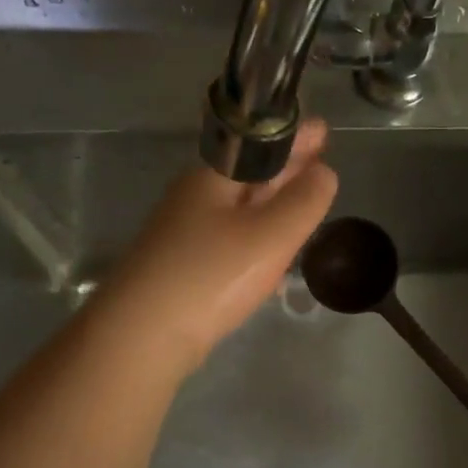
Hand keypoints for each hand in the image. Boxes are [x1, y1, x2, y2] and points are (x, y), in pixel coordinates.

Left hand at [98, 120, 337, 373]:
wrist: (141, 337)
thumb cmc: (210, 276)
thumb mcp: (269, 236)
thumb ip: (303, 202)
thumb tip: (325, 173)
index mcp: (213, 178)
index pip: (258, 144)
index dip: (293, 137)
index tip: (324, 130)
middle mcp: (196, 198)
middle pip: (248, 174)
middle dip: (286, 167)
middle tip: (322, 159)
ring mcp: (187, 234)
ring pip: (240, 208)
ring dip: (273, 202)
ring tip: (305, 200)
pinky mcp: (186, 268)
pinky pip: (232, 239)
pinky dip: (259, 237)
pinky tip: (274, 254)